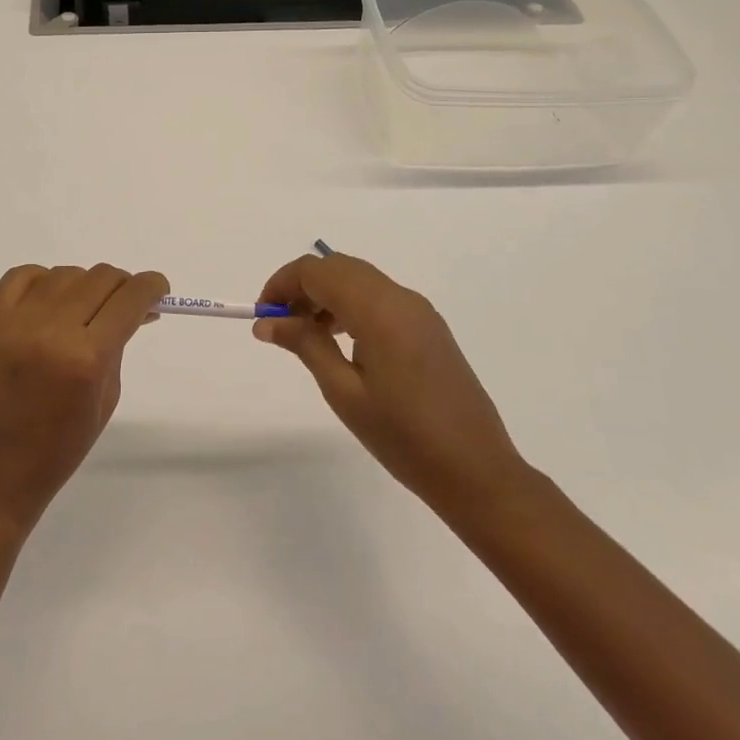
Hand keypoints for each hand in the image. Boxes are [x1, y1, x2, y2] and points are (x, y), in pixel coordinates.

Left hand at [0, 263, 168, 537]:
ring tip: (82, 311)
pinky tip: (49, 301)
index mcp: (87, 358)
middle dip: (122, 286)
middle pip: (100, 277)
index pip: (130, 298)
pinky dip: (42, 280)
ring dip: (83, 285)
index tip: (158, 290)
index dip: (151, 287)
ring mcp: (15, 323)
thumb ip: (119, 343)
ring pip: (65, 274)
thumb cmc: (62, 446)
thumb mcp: (107, 396)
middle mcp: (52, 331)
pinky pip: (21, 275)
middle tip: (124, 303)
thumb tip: (135, 306)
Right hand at [255, 251, 529, 515]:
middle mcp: (401, 298)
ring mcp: (420, 311)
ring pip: (360, 279)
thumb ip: (305, 345)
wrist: (477, 472)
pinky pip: (380, 297)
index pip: (317, 270)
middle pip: (339, 267)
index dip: (282, 283)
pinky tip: (341, 341)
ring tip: (306, 335)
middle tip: (280, 324)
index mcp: (379, 310)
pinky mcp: (429, 327)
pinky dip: (351, 305)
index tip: (263, 314)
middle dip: (302, 286)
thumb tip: (267, 321)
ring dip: (326, 294)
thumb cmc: (403, 437)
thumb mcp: (344, 392)